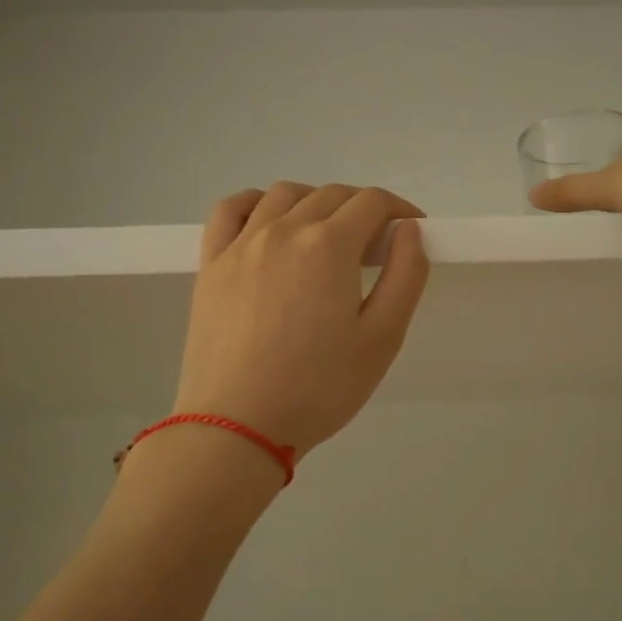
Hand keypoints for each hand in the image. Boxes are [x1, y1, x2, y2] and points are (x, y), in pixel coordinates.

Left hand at [172, 184, 430, 458]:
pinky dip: (255, 203)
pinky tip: (267, 222)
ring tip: (326, 237)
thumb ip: (405, 275)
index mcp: (329, 246)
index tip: (410, 232)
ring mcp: (241, 244)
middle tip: (375, 247)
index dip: (399, 210)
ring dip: (315, 202)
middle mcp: (283, 229)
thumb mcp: (383, 339)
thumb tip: (408, 230)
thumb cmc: (319, 388)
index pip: (371, 202)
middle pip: (331, 194)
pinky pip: (231, 210)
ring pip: (284, 195)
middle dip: (362, 209)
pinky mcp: (211, 264)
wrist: (237, 425)